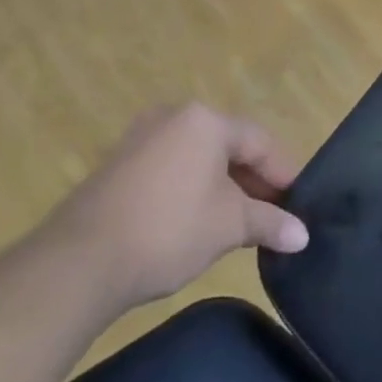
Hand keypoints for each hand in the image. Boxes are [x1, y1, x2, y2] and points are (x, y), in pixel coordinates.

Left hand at [40, 103, 309, 315]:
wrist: (78, 263)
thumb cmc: (168, 230)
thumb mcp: (229, 226)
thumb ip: (269, 222)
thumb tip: (302, 235)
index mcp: (206, 120)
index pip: (260, 142)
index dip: (283, 174)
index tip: (298, 204)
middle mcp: (173, 117)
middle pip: (228, 146)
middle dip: (253, 181)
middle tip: (272, 214)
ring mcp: (140, 139)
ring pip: (198, 158)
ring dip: (223, 187)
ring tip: (239, 221)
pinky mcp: (116, 166)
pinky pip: (170, 169)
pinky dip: (191, 189)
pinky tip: (198, 220)